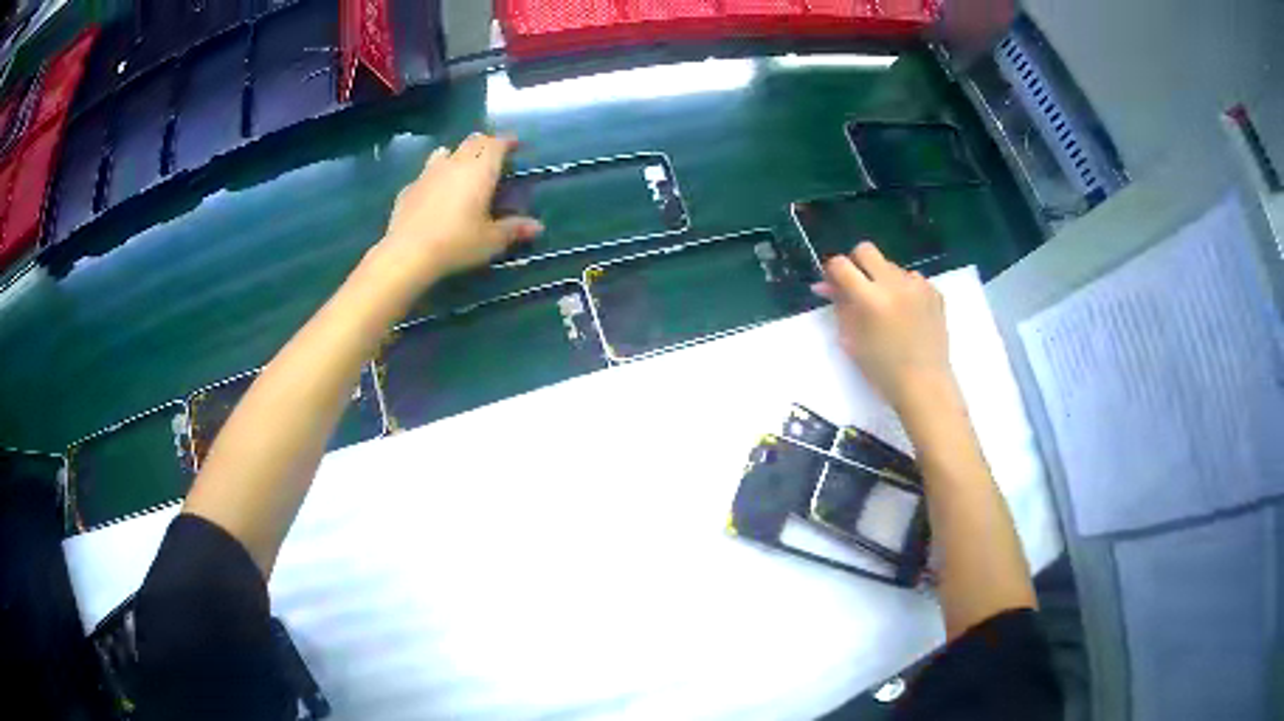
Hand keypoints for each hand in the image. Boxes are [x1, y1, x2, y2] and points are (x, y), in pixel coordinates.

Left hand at [370, 133, 542, 294]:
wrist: (408, 253)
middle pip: (472, 141)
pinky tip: (434, 195)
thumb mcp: (491, 240)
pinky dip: (435, 178)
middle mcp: (455, 163)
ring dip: (457, 155)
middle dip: (485, 144)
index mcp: (480, 169)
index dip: (508, 141)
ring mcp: (428, 173)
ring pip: (446, 152)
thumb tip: (537, 227)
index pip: (497, 143)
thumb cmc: (457, 242)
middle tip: (493, 157)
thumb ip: (514, 229)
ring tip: (461, 169)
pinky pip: (425, 174)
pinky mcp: (408, 188)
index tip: (516, 146)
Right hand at [813, 242, 953, 411]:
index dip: (832, 272)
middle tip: (858, 287)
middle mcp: (895, 284)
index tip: (833, 284)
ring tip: (887, 307)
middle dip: (857, 264)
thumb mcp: (851, 340)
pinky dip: (905, 290)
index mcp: (870, 299)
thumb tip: (825, 285)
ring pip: (891, 265)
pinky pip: (912, 279)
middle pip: (866, 250)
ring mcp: (918, 286)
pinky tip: (906, 313)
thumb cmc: (882, 370)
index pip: (841, 265)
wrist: (924, 385)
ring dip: (883, 279)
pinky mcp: (935, 292)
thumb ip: (839, 307)